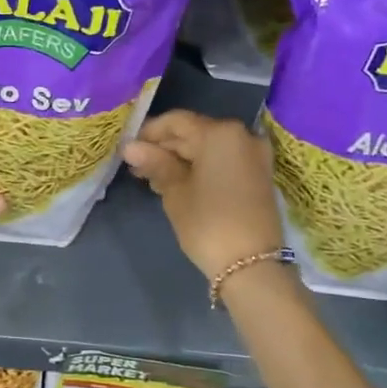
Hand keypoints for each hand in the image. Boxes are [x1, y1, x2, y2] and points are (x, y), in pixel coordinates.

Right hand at [123, 110, 285, 281]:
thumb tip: (130, 147)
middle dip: (164, 148)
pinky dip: (201, 167)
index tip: (128, 149)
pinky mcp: (258, 175)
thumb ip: (155, 163)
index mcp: (220, 133)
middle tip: (137, 167)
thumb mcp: (175, 191)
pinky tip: (178, 183)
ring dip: (181, 159)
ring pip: (208, 148)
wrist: (252, 266)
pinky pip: (223, 161)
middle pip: (194, 133)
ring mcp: (254, 156)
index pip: (176, 121)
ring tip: (153, 179)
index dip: (149, 132)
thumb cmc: (208, 222)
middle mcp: (242, 136)